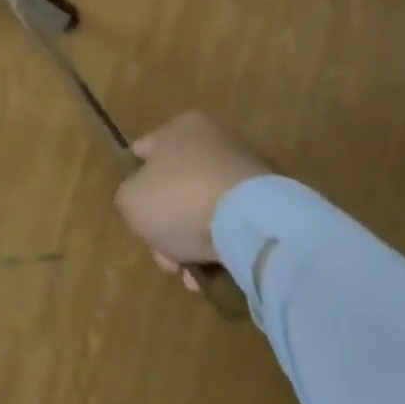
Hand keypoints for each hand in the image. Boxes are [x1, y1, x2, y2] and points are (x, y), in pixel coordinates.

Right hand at [115, 112, 271, 277]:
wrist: (254, 224)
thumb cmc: (181, 199)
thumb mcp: (131, 200)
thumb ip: (129, 197)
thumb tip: (145, 203)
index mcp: (182, 127)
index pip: (145, 151)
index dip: (135, 184)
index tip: (137, 215)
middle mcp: (218, 141)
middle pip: (177, 188)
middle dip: (168, 227)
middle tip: (167, 260)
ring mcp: (250, 171)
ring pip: (206, 209)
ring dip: (195, 242)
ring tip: (193, 276)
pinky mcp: (275, 202)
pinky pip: (236, 224)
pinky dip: (225, 246)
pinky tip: (218, 272)